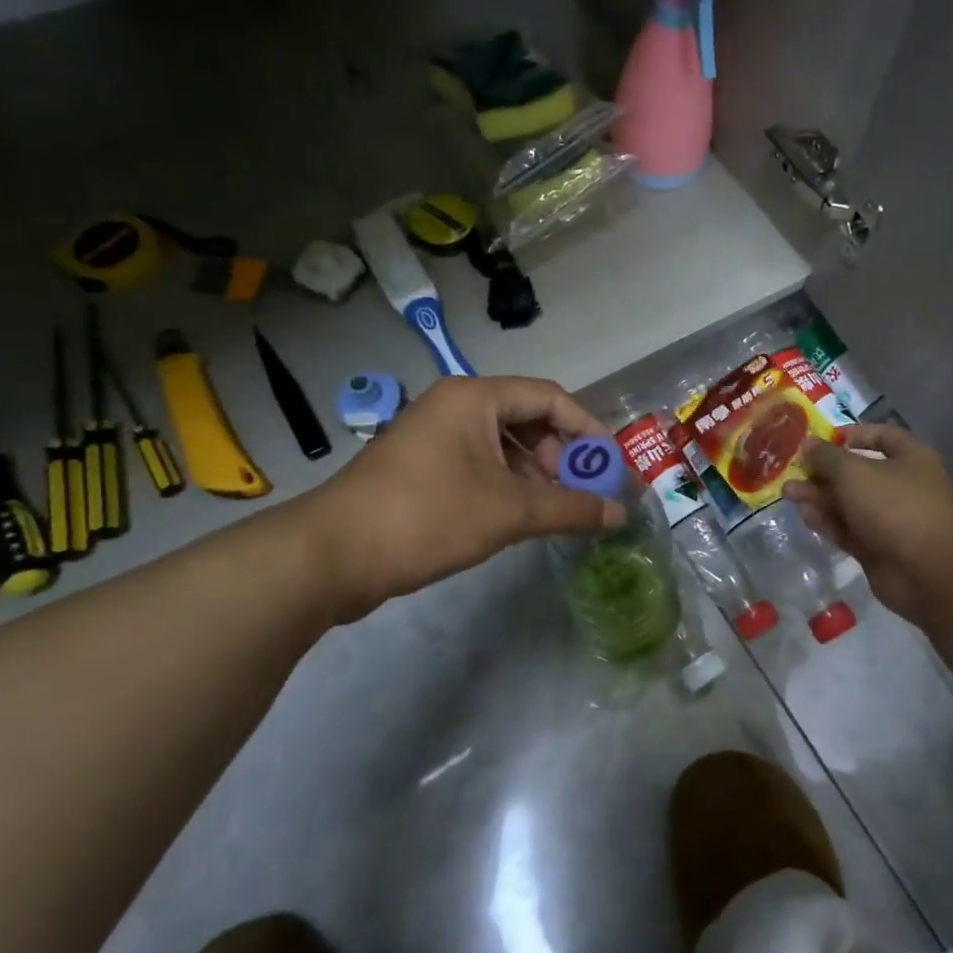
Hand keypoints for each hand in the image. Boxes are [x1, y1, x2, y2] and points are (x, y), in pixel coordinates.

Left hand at [296, 376, 624, 621]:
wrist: (331, 555)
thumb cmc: (428, 516)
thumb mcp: (510, 512)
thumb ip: (571, 508)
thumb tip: (620, 514)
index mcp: (475, 397)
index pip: (549, 397)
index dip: (587, 428)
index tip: (610, 464)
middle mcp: (454, 406)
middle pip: (526, 418)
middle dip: (560, 455)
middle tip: (579, 491)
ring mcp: (433, 436)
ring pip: (502, 444)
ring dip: (534, 474)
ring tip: (553, 510)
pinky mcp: (420, 467)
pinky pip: (478, 464)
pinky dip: (506, 485)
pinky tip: (518, 518)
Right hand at [783, 424, 952, 625]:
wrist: (926, 571)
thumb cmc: (894, 505)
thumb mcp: (853, 471)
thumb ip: (826, 457)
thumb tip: (808, 445)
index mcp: (910, 458)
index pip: (881, 436)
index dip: (851, 434)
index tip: (820, 438)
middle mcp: (903, 486)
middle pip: (858, 472)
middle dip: (824, 471)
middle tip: (792, 470)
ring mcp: (891, 520)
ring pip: (850, 503)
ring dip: (820, 497)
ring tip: (788, 493)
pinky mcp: (878, 549)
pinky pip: (848, 529)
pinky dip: (828, 521)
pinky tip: (804, 515)